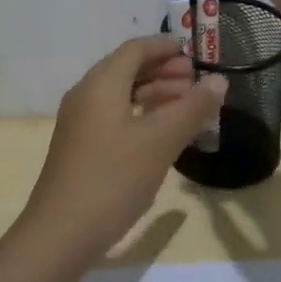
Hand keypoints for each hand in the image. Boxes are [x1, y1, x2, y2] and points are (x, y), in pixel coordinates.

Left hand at [23, 35, 227, 261]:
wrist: (60, 234)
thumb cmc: (113, 178)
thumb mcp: (160, 141)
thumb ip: (192, 108)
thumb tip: (220, 80)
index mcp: (101, 83)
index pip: (136, 49)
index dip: (165, 47)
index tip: (195, 54)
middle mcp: (86, 94)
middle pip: (128, 69)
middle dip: (164, 71)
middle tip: (197, 83)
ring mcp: (80, 123)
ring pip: (122, 95)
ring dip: (155, 95)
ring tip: (188, 108)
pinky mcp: (80, 147)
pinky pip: (115, 116)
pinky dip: (141, 115)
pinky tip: (162, 135)